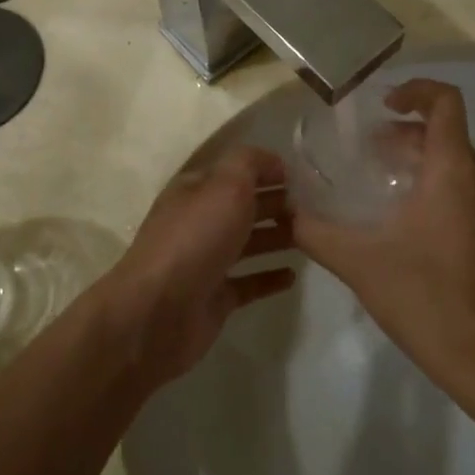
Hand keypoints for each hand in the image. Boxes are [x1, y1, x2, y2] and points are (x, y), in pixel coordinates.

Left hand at [96, 146, 295, 386]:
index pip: (236, 171)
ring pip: (248, 242)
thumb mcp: (225, 185)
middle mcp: (199, 221)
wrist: (158, 312)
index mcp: (195, 190)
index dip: (267, 169)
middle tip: (316, 206)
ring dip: (278, 236)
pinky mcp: (215, 297)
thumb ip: (250, 163)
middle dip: (277, 202)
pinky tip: (293, 275)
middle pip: (244, 206)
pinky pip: (248, 282)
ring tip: (313, 235)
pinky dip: (269, 276)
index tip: (303, 176)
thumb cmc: (195, 239)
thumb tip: (274, 162)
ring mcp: (206, 261)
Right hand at [294, 80, 474, 394]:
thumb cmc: (426, 298)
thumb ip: (315, 231)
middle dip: (408, 137)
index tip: (385, 106)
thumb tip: (283, 211)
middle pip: (448, 136)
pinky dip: (448, 196)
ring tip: (392, 195)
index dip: (416, 90)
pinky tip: (421, 235)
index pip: (446, 102)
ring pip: (464, 169)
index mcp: (453, 171)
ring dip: (427, 168)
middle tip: (373, 157)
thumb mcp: (359, 262)